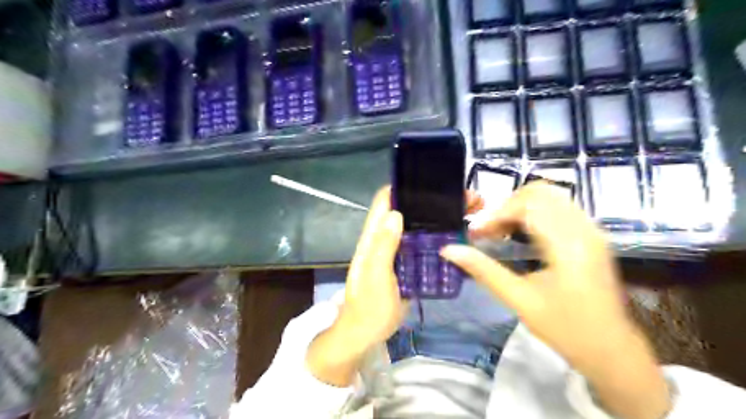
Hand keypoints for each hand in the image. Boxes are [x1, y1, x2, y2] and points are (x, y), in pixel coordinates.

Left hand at [308, 187, 486, 385]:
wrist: (368, 333)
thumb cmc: (368, 306)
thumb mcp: (374, 276)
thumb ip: (382, 246)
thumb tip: (396, 213)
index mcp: (374, 236)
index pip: (385, 200)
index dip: (404, 186)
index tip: (432, 181)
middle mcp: (386, 238)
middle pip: (408, 210)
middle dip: (432, 202)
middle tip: (465, 199)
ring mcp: (399, 251)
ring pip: (419, 227)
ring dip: (439, 219)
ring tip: (469, 214)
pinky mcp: (408, 264)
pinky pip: (425, 245)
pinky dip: (439, 238)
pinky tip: (459, 237)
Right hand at [441, 184, 669, 418]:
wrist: (611, 350)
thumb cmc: (565, 329)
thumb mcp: (519, 300)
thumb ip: (483, 270)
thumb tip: (449, 250)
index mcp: (568, 245)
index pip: (528, 205)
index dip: (495, 214)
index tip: (474, 232)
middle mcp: (584, 229)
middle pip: (540, 192)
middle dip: (507, 206)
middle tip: (488, 230)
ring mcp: (591, 230)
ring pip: (550, 196)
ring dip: (520, 207)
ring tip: (501, 231)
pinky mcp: (591, 235)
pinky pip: (559, 207)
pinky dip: (534, 213)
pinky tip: (521, 235)